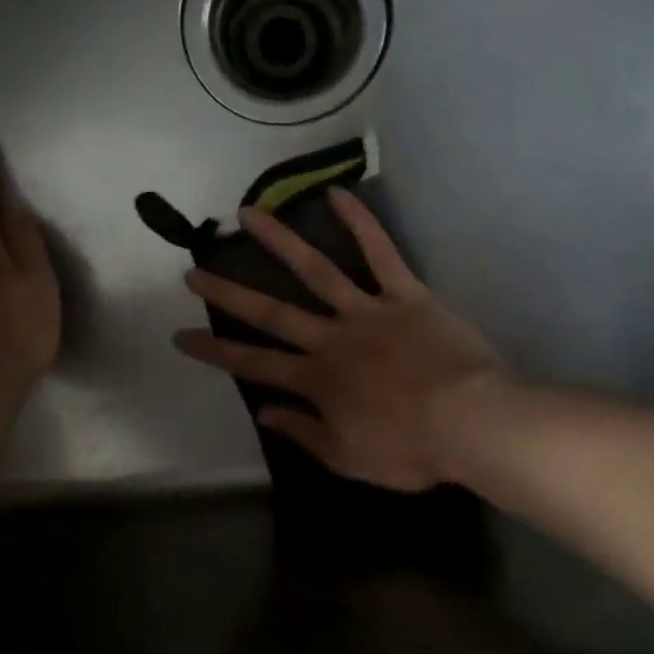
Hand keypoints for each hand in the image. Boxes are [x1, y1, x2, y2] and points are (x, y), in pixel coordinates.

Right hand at [173, 188, 504, 493]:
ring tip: (247, 213)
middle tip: (193, 271)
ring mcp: (366, 311)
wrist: (473, 424)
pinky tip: (337, 194)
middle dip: (227, 293)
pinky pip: (380, 253)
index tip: (180, 336)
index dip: (214, 351)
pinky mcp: (404, 294)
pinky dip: (360, 223)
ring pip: (315, 270)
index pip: (252, 365)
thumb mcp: (350, 459)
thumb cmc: (412, 449)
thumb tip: (264, 411)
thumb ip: (304, 433)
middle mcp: (331, 339)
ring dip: (278, 241)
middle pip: (270, 313)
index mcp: (317, 381)